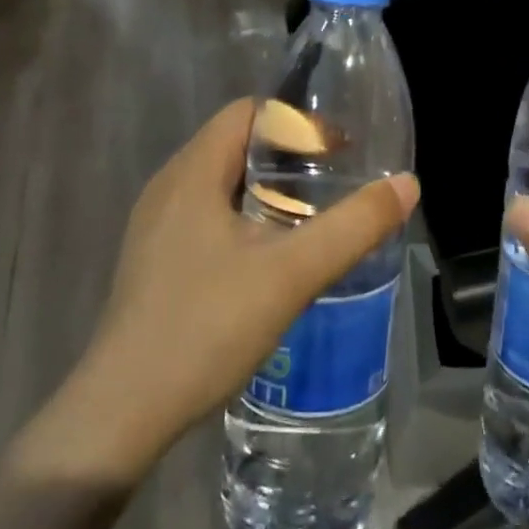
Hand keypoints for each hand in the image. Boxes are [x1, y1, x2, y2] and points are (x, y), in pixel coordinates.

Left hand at [43, 99, 419, 481]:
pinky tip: (272, 254)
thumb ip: (353, 227)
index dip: (298, 120)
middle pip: (237, 143)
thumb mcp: (292, 275)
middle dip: (290, 154)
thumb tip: (407, 184)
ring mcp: (156, 225)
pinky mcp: (155, 259)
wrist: (121, 417)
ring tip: (313, 215)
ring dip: (269, 188)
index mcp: (192, 171)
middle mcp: (169, 186)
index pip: (250, 112)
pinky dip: (247, 215)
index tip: (340, 150)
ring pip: (223, 181)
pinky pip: (209, 213)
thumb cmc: (205, 328)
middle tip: (336, 181)